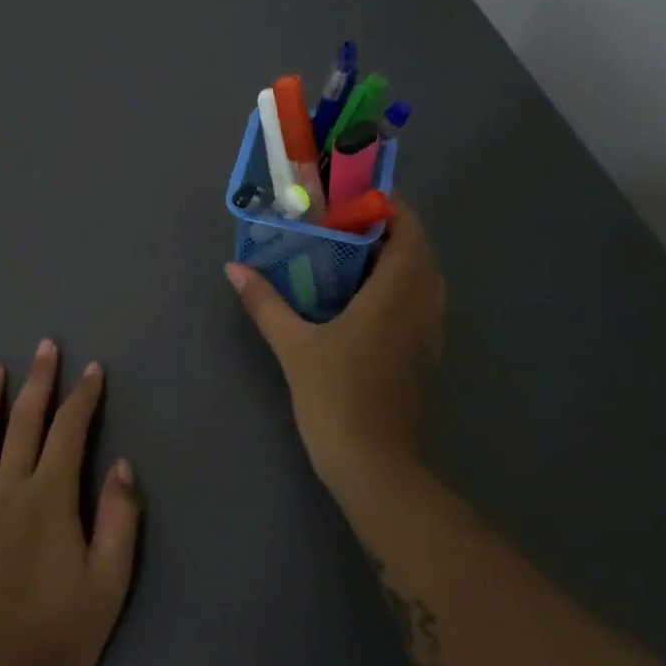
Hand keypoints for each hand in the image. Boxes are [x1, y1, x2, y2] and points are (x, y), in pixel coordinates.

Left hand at [0, 340, 139, 665]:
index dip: (83, 397)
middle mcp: (6, 489)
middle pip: (24, 422)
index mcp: (49, 498)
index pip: (70, 431)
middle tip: (44, 346)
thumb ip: (119, 520)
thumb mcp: (108, 584)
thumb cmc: (53, 638)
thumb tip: (122, 465)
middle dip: (38, 381)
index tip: (91, 369)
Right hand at [226, 199, 446, 493]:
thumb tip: (234, 268)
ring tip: (353, 255)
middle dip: (389, 229)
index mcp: (397, 293)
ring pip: (425, 278)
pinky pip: (423, 302)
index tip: (353, 198)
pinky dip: (402, 286)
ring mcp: (430, 332)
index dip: (390, 207)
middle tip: (344, 224)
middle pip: (420, 250)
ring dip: (399, 258)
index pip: (410, 231)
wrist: (375, 466)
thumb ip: (265, 302)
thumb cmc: (337, 397)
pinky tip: (366, 298)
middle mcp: (423, 305)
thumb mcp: (294, 346)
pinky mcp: (427, 355)